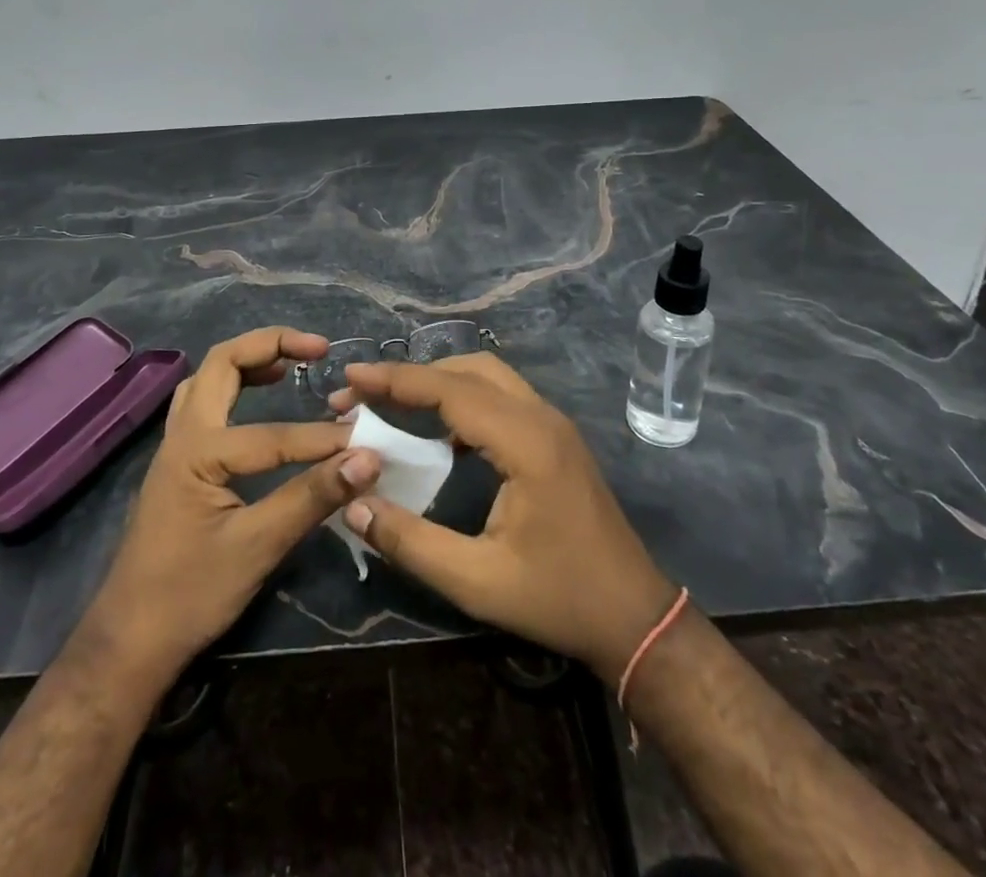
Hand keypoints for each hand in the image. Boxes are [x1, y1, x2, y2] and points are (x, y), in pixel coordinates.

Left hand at [78, 327, 381, 689]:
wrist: (130, 641)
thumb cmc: (190, 595)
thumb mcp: (257, 547)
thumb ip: (312, 498)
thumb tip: (368, 460)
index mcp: (198, 451)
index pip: (274, 434)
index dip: (323, 440)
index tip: (366, 444)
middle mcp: (182, 435)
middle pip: (222, 363)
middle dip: (270, 344)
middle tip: (317, 348)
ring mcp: (175, 446)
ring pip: (209, 378)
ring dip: (249, 360)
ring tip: (292, 363)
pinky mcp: (179, 462)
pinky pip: (206, 402)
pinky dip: (236, 385)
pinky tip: (261, 400)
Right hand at [331, 352, 676, 681]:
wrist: (634, 617)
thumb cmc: (558, 599)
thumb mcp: (476, 581)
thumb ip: (410, 542)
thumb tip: (352, 505)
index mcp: (526, 442)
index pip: (450, 390)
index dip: (397, 380)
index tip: (350, 377)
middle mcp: (541, 418)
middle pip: (469, 369)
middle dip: (413, 375)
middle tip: (365, 394)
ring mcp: (553, 424)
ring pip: (488, 377)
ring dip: (439, 382)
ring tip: (393, 404)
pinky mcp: (556, 438)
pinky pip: (502, 398)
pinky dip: (463, 399)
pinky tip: (440, 434)